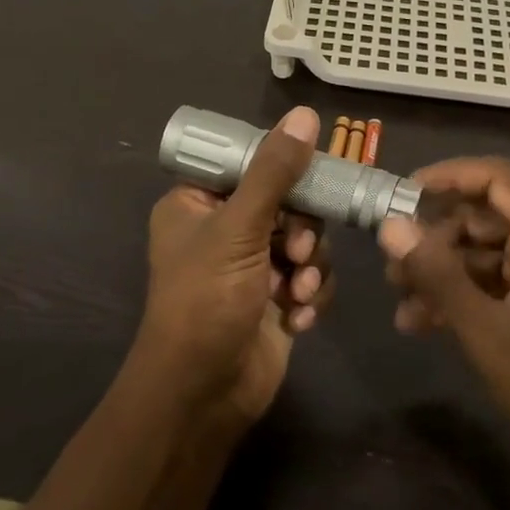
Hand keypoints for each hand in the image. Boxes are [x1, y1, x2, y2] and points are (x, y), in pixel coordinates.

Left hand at [130, 106, 334, 427]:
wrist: (203, 394)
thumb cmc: (206, 301)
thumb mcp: (239, 229)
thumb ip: (274, 172)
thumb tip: (306, 115)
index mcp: (196, 203)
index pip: (247, 163)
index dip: (282, 167)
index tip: (313, 175)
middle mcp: (223, 229)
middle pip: (286, 202)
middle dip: (301, 231)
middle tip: (298, 250)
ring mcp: (251, 267)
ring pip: (305, 241)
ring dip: (310, 267)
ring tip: (298, 292)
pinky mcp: (276, 299)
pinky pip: (310, 278)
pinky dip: (311, 296)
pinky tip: (299, 318)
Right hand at [377, 157, 509, 475]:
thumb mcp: (483, 329)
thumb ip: (436, 272)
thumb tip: (390, 226)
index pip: (500, 178)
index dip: (449, 176)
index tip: (403, 193)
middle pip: (489, 216)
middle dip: (436, 239)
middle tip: (392, 266)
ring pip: (489, 251)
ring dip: (445, 271)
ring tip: (402, 302)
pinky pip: (501, 278)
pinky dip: (466, 292)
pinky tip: (426, 321)